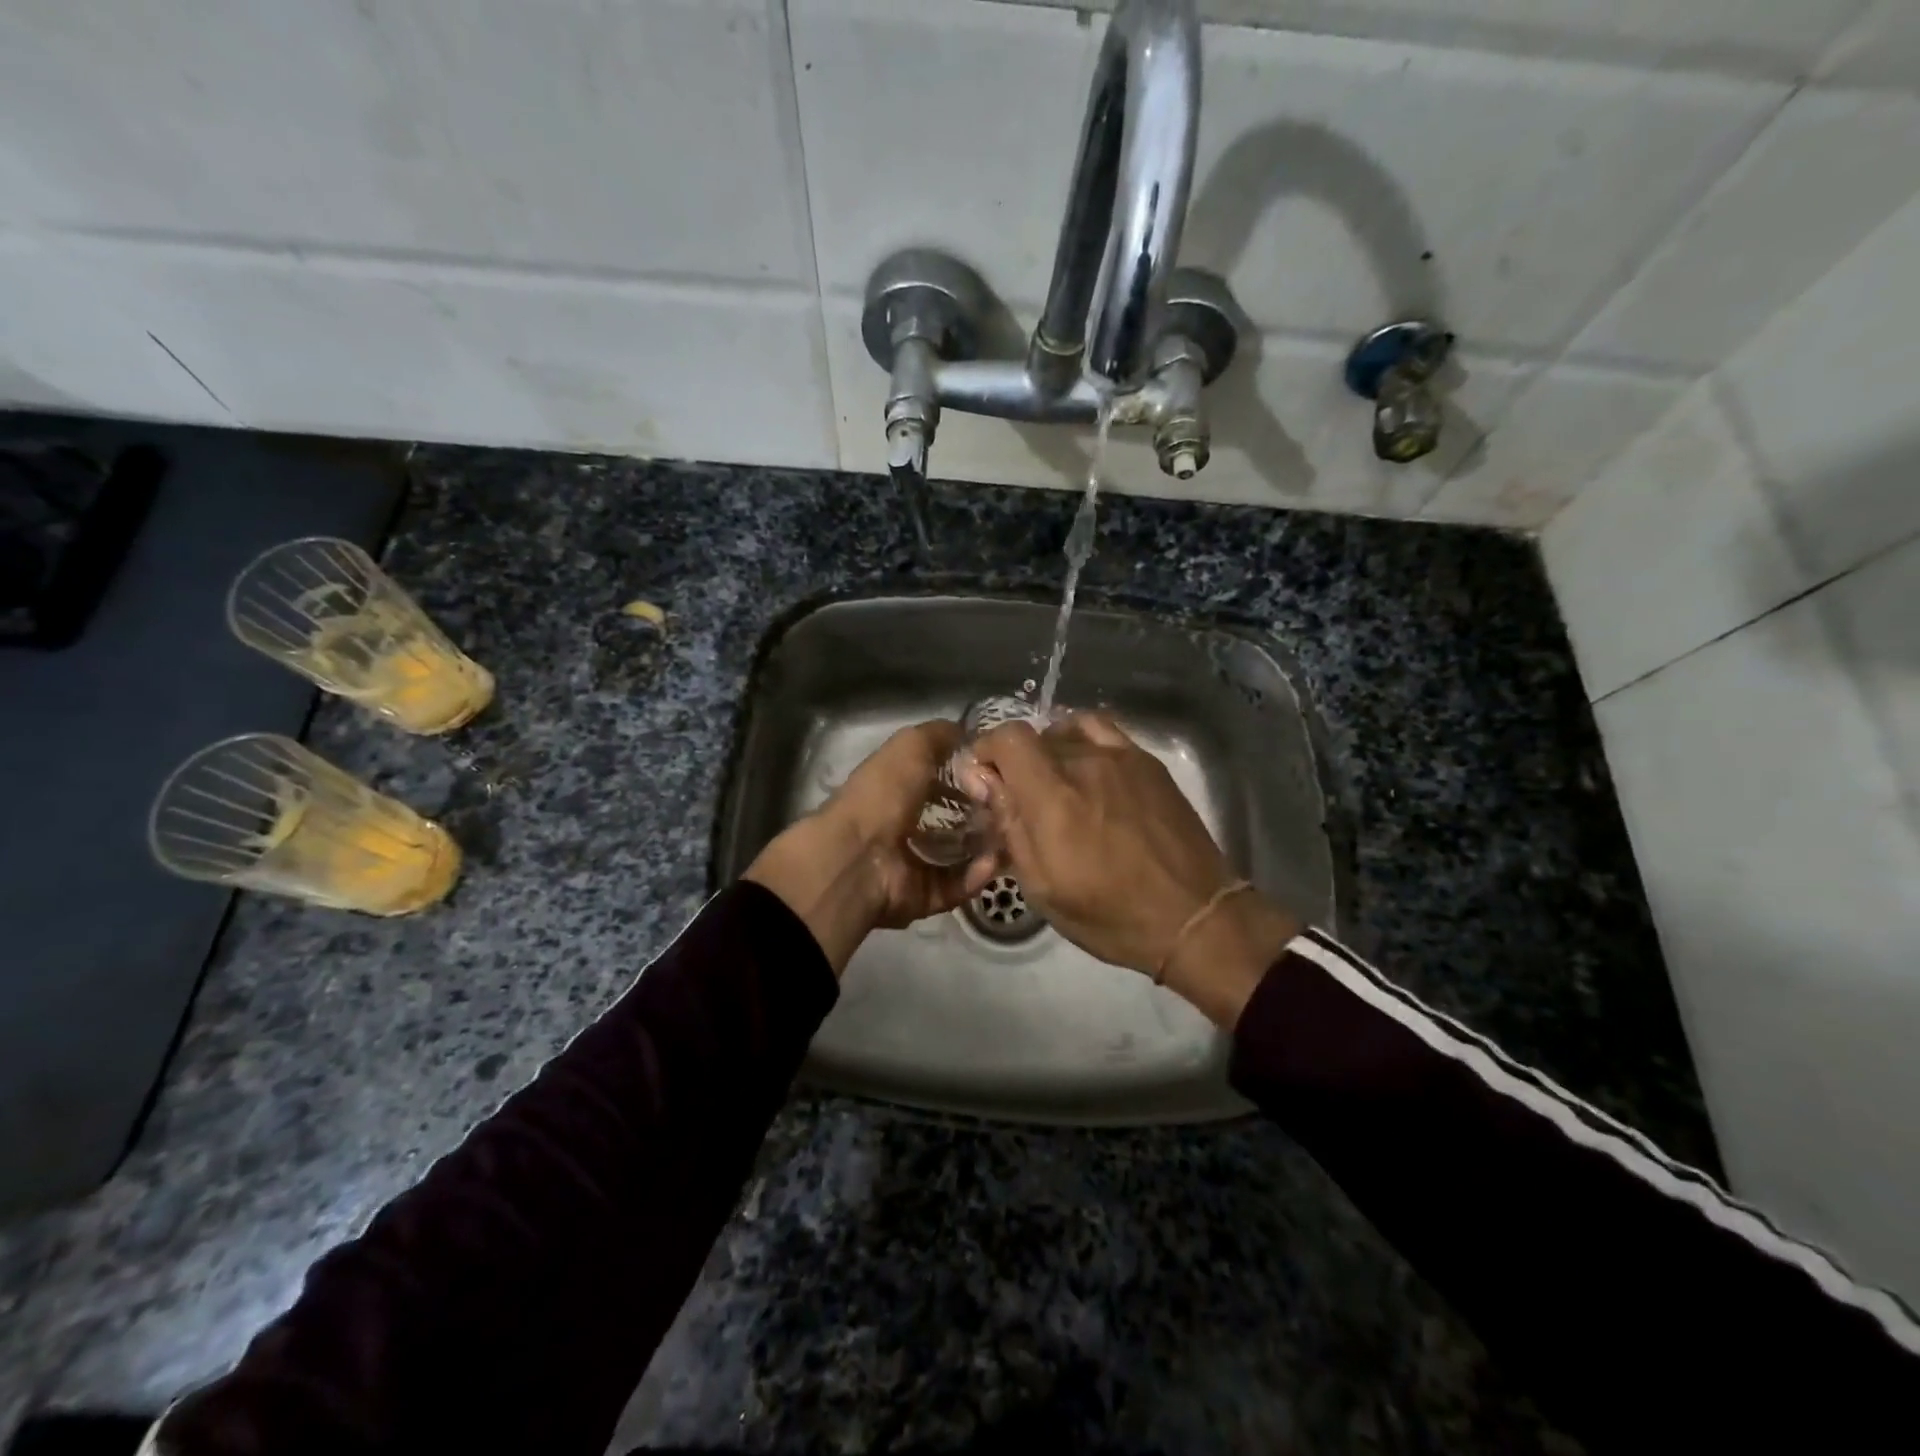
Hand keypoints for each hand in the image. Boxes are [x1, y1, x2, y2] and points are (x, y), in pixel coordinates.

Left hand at [747, 720, 996, 974]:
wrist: (858, 858)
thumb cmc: (883, 795)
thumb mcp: (911, 746)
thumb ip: (939, 735)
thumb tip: (966, 730)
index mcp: (896, 789)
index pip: (939, 781)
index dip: (968, 776)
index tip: (1000, 773)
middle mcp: (904, 825)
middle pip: (954, 819)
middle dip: (985, 814)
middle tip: (1013, 808)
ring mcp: (912, 863)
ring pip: (961, 854)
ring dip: (987, 846)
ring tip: (1012, 835)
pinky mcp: (923, 895)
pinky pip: (957, 885)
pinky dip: (975, 875)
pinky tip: (992, 862)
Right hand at [963, 712, 1299, 1025]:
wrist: (1194, 916)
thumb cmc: (1110, 914)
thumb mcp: (1042, 887)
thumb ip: (1009, 826)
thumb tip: (985, 781)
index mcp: (1053, 798)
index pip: (1008, 738)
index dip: (986, 750)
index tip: (983, 780)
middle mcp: (1085, 763)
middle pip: (1035, 737)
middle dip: (1015, 763)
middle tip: (1020, 801)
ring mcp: (1121, 757)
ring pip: (1067, 730)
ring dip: (1048, 750)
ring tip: (1054, 783)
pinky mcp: (1148, 761)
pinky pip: (1103, 731)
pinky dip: (1082, 740)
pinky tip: (1087, 769)